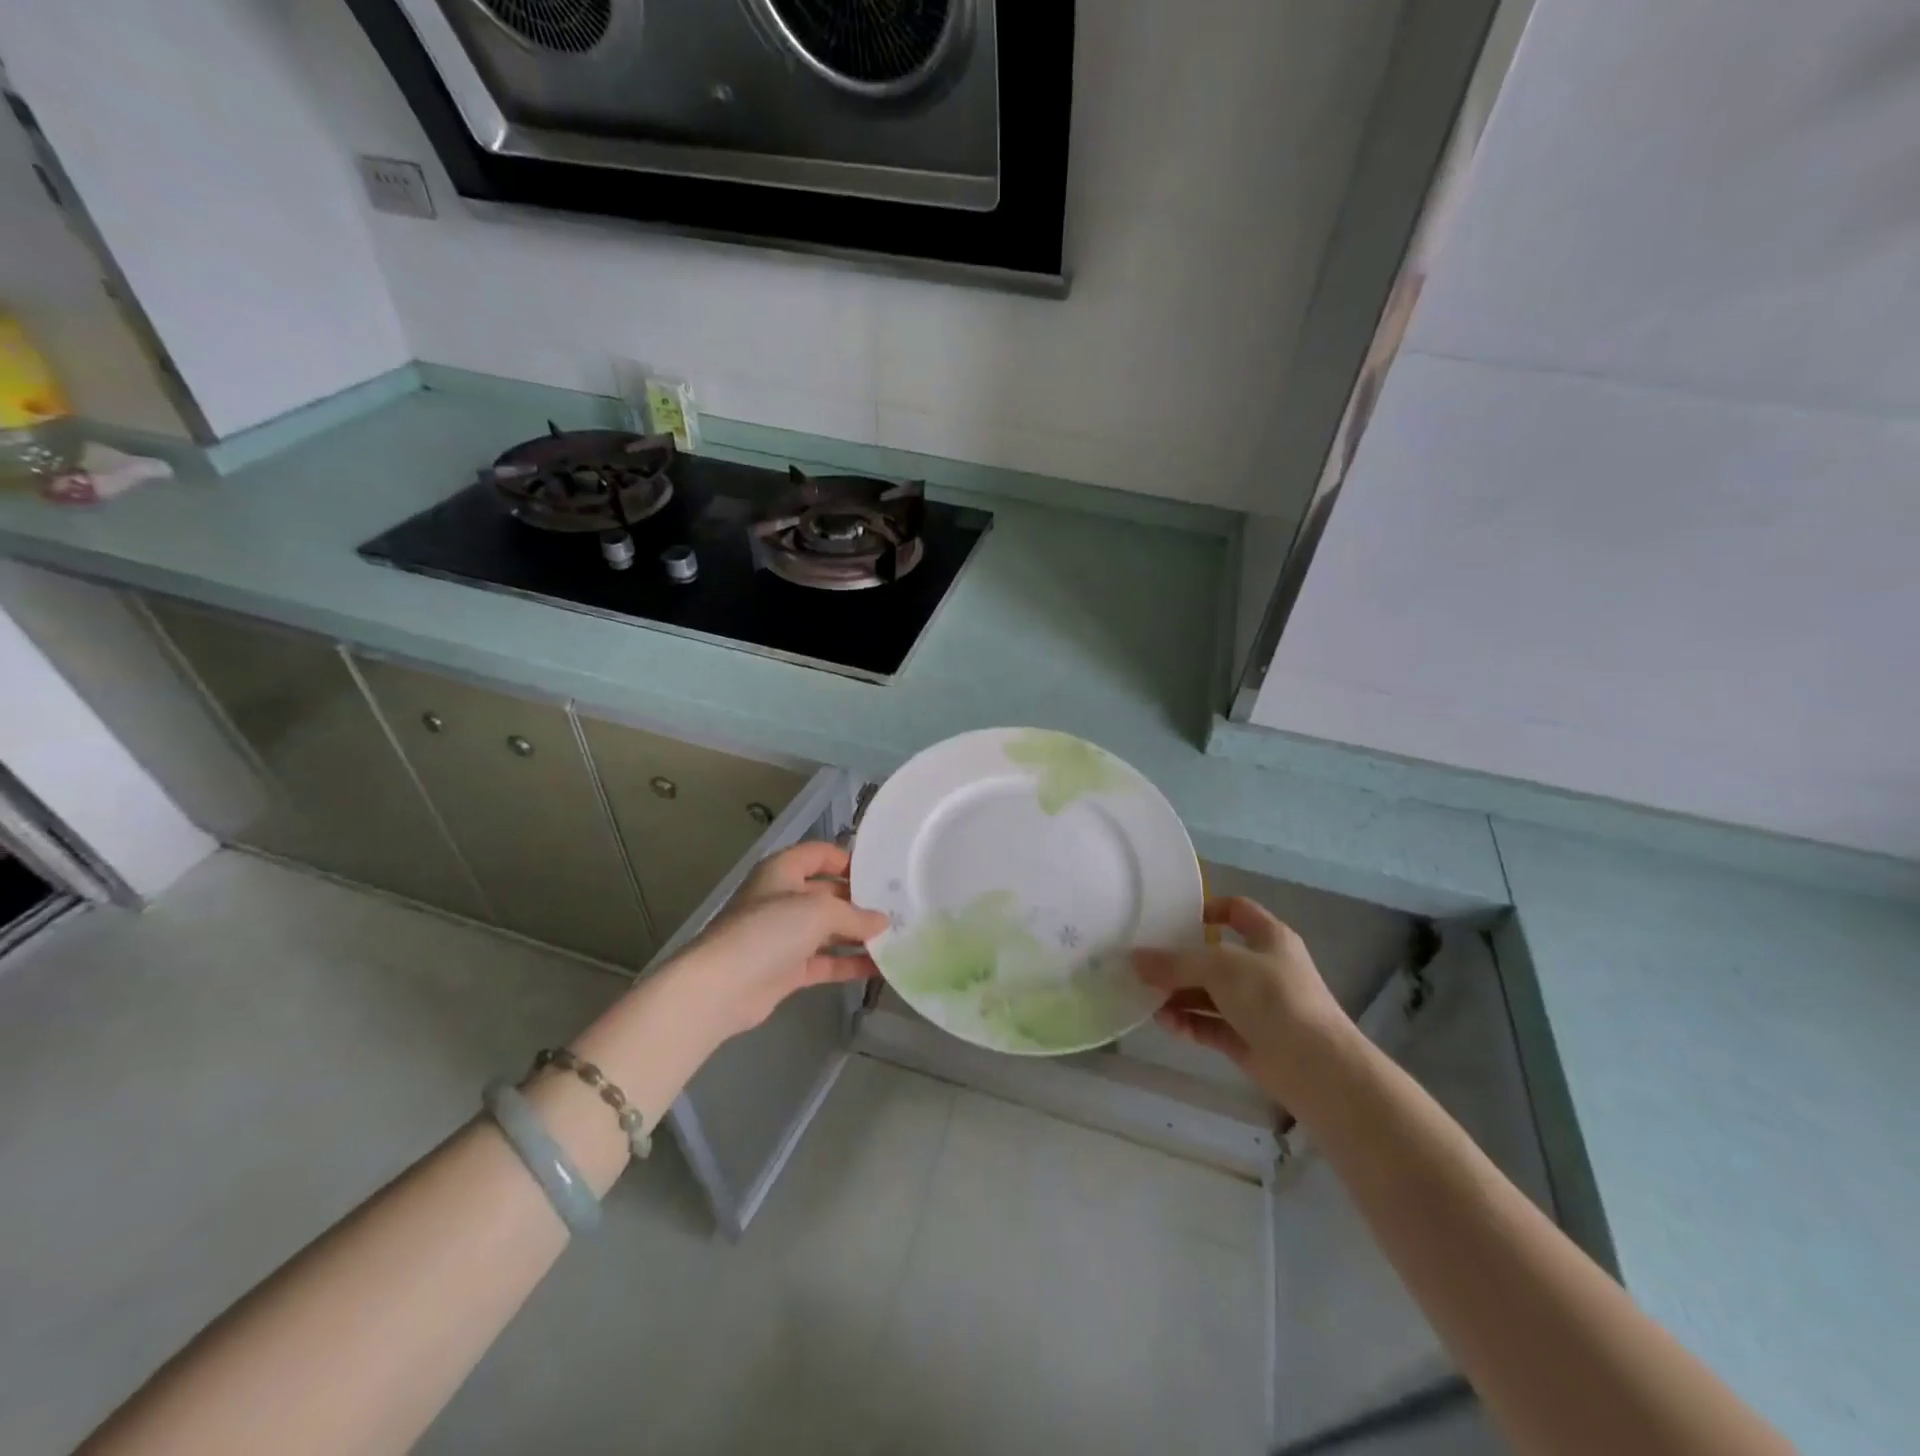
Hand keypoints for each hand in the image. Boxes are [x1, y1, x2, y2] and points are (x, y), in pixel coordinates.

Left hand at [669, 842, 888, 1041]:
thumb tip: (883, 922)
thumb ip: (855, 915)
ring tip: (897, 936)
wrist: (721, 987)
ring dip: (858, 934)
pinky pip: (826, 961)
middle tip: (898, 907)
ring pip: (829, 929)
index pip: (819, 854)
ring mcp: (785, 936)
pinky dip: (849, 963)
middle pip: (828, 892)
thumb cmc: (769, 931)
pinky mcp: (788, 969)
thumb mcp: (819, 911)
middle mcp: (783, 898)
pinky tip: (881, 967)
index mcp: (783, 871)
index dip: (847, 859)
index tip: (880, 873)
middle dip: (860, 900)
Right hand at [1132, 897, 1351, 1104]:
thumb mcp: (1220, 968)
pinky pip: (1210, 1025)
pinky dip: (1188, 1023)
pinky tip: (1164, 1023)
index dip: (1209, 909)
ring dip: (1178, 995)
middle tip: (1144, 963)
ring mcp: (1256, 1007)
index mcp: (1268, 938)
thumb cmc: (1274, 999)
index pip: (1237, 910)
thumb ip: (1175, 963)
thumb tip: (1134, 959)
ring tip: (1146, 998)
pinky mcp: (1248, 1041)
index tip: (1173, 917)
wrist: (1318, 1069)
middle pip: (1214, 956)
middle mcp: (1263, 969)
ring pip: (1209, 994)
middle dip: (1180, 961)